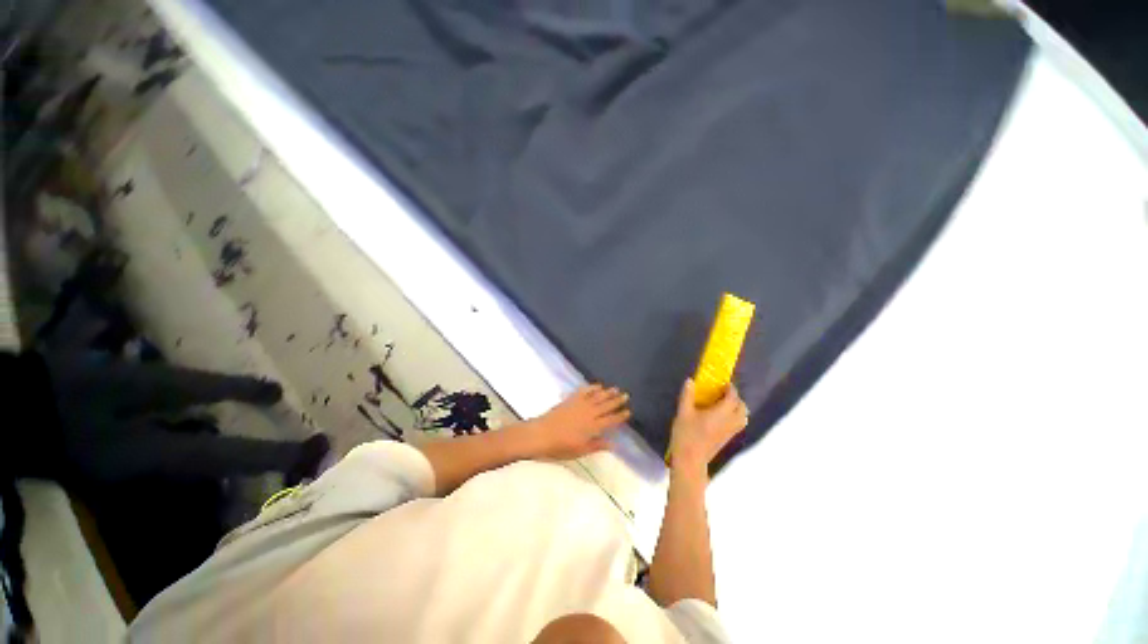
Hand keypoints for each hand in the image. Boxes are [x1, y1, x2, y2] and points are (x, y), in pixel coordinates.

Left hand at [516, 385, 630, 460]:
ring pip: (597, 396)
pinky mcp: (571, 399)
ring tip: (616, 389)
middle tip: (626, 395)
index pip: (610, 420)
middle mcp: (589, 413)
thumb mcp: (580, 451)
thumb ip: (597, 445)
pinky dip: (592, 388)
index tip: (628, 411)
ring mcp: (580, 404)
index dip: (620, 416)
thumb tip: (614, 443)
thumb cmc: (559, 447)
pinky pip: (584, 391)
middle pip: (606, 406)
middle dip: (617, 401)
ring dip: (607, 392)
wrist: (540, 434)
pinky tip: (598, 386)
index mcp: (593, 427)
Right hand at [667, 379, 747, 474]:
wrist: (690, 460)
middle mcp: (730, 422)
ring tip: (724, 404)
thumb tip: (690, 381)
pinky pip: (738, 424)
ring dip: (737, 408)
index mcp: (721, 413)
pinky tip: (721, 416)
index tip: (723, 383)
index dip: (730, 389)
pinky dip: (735, 417)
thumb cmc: (686, 435)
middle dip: (736, 398)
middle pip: (742, 408)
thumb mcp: (683, 412)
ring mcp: (730, 432)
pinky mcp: (727, 439)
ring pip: (743, 417)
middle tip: (723, 393)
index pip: (733, 398)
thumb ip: (687, 395)